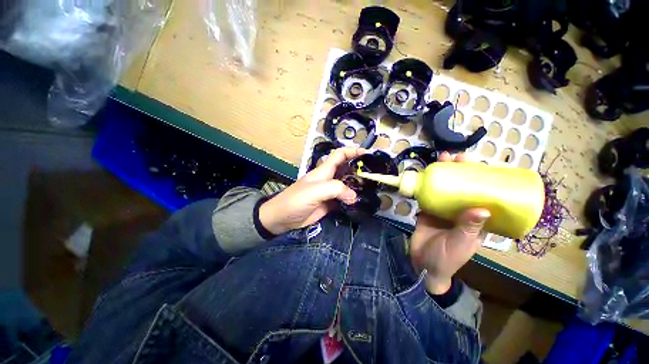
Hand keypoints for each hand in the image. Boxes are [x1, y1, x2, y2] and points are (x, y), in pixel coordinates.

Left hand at [259, 147, 365, 234]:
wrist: (283, 218)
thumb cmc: (296, 200)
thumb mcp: (315, 191)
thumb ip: (335, 189)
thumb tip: (353, 195)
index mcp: (324, 171)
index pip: (339, 155)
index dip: (352, 151)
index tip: (367, 153)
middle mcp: (329, 179)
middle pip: (346, 169)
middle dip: (359, 169)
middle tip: (374, 174)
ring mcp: (329, 192)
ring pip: (347, 185)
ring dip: (357, 186)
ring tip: (371, 189)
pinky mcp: (330, 204)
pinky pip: (344, 199)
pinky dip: (352, 199)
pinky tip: (360, 202)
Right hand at [410, 152, 490, 294]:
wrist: (422, 264)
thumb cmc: (447, 258)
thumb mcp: (460, 243)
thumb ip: (469, 228)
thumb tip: (482, 208)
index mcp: (476, 220)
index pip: (484, 196)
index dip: (483, 180)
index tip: (480, 165)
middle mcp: (461, 212)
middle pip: (463, 188)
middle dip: (461, 171)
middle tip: (457, 157)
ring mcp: (443, 210)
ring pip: (445, 189)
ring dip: (443, 174)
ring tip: (442, 159)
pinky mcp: (428, 210)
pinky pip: (429, 195)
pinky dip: (427, 185)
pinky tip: (426, 175)